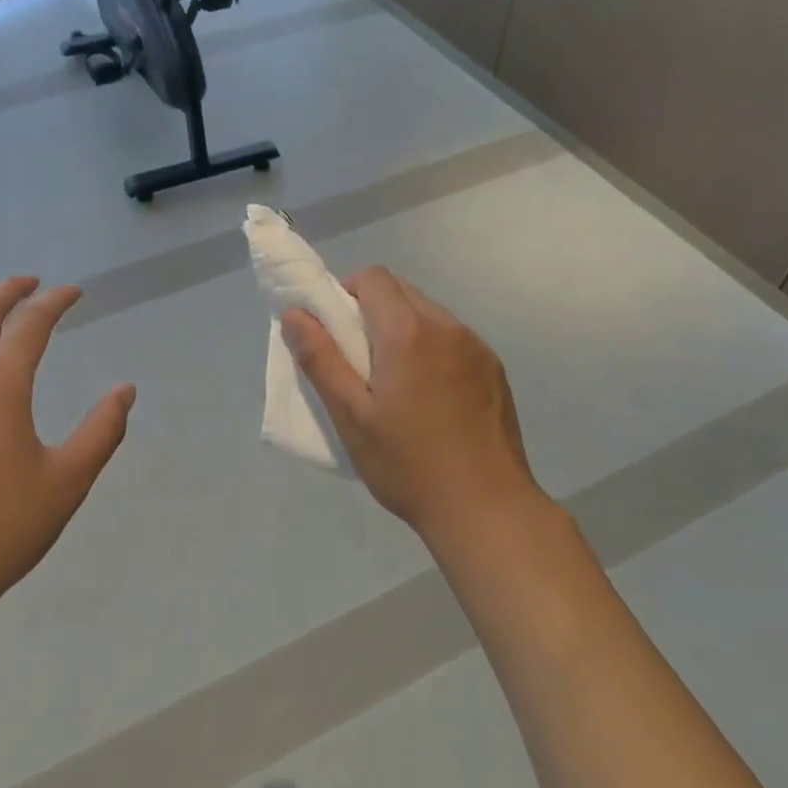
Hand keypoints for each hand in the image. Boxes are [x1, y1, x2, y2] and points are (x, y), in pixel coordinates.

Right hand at [281, 266, 542, 549]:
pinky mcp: (494, 368)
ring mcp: (476, 346)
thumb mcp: (351, 416)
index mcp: (408, 332)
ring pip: (428, 313)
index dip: (347, 292)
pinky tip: (430, 397)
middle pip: (401, 290)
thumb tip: (294, 314)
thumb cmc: (408, 464)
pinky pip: (453, 338)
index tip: (336, 330)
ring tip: (396, 382)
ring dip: (404, 328)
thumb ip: (320, 359)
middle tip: (359, 359)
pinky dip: (432, 348)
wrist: (487, 509)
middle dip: (373, 309)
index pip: (373, 278)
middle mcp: (446, 326)